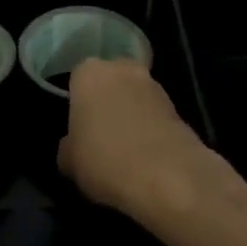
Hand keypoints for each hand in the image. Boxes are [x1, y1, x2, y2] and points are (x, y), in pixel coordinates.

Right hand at [58, 58, 221, 222]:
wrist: (168, 176)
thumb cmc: (105, 159)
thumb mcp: (69, 161)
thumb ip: (68, 146)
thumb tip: (73, 146)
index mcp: (89, 73)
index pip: (77, 79)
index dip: (77, 102)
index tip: (77, 125)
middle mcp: (122, 69)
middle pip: (110, 81)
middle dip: (106, 101)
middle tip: (99, 133)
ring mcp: (154, 85)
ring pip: (134, 96)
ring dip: (130, 114)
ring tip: (124, 148)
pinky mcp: (179, 107)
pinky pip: (154, 114)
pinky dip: (150, 128)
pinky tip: (144, 155)